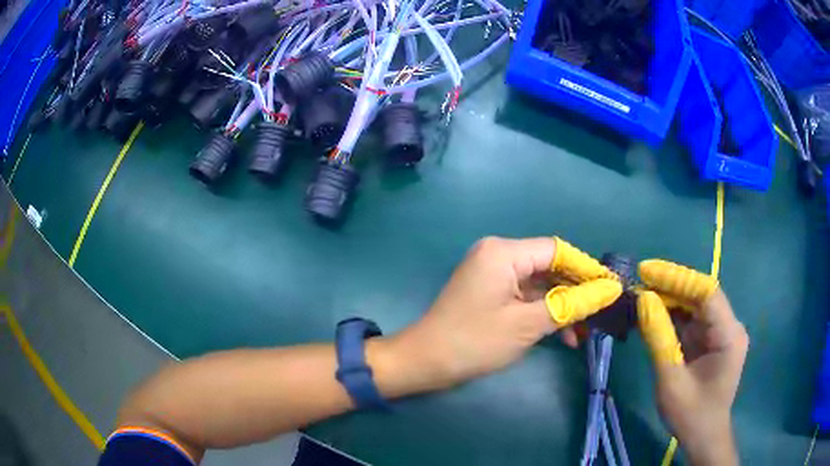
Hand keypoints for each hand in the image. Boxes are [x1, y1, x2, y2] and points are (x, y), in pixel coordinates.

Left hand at [372, 237, 621, 394]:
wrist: (425, 363)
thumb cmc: (475, 342)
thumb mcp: (528, 324)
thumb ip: (571, 304)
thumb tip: (609, 289)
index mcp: (504, 252)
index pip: (557, 251)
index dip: (586, 269)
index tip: (610, 288)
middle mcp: (498, 254)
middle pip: (549, 267)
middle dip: (575, 292)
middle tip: (600, 313)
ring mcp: (493, 273)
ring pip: (540, 285)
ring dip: (561, 307)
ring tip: (584, 332)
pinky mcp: (490, 292)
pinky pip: (525, 296)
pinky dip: (543, 313)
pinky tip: (562, 335)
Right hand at [636, 260, 748, 465]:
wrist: (704, 437)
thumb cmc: (691, 415)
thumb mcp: (671, 381)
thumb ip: (659, 339)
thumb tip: (643, 300)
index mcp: (728, 334)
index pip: (706, 291)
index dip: (677, 277)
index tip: (646, 271)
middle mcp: (729, 326)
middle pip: (700, 295)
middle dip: (670, 287)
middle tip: (638, 283)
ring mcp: (721, 332)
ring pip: (695, 306)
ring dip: (669, 300)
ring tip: (640, 296)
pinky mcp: (712, 340)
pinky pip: (692, 321)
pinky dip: (672, 317)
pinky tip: (653, 314)